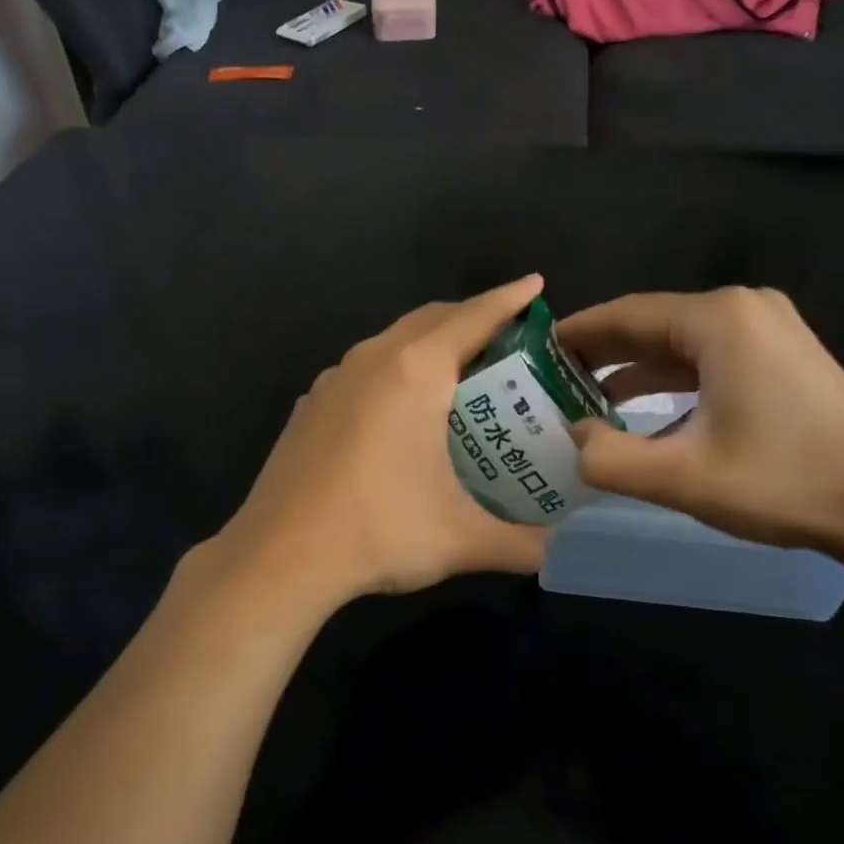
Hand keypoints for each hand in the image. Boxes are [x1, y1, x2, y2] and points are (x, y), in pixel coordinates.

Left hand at [210, 275, 552, 609]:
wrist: (278, 558)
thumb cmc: (378, 532)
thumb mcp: (462, 540)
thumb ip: (525, 544)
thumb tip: (565, 550)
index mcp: (415, 372)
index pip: (474, 317)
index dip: (509, 299)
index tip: (536, 285)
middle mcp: (372, 359)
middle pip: (432, 319)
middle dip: (472, 317)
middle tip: (508, 340)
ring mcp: (333, 379)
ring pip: (393, 341)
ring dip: (430, 343)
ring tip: (460, 373)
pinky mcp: (310, 404)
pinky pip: (364, 368)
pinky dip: (395, 370)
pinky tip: (402, 412)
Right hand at [557, 288, 843, 555]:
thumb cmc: (784, 480)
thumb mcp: (684, 477)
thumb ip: (611, 459)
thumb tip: (573, 437)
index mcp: (718, 320)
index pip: (626, 314)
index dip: (578, 334)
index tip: (537, 353)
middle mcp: (743, 309)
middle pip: (652, 323)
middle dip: (602, 352)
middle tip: (553, 379)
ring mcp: (770, 328)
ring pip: (681, 341)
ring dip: (635, 368)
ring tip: (587, 397)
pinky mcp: (784, 354)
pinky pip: (710, 355)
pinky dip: (672, 377)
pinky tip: (645, 408)